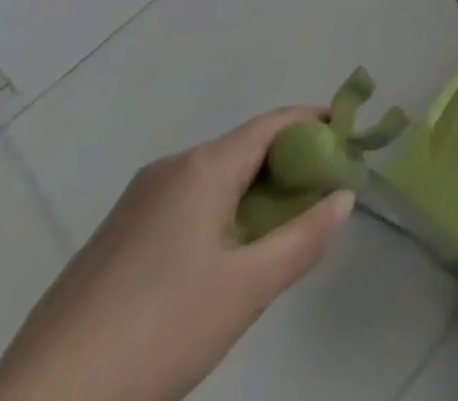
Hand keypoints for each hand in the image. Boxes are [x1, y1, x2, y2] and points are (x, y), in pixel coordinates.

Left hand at [0, 109, 353, 400]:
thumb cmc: (156, 334)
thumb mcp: (247, 289)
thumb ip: (305, 237)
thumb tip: (345, 197)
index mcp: (202, 167)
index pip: (277, 123)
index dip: (319, 124)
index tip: (351, 142)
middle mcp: (167, 172)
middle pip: (245, 150)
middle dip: (288, 168)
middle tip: (319, 200)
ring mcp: (130, 210)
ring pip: (212, 183)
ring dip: (252, 198)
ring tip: (274, 241)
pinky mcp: (107, 248)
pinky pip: (181, 210)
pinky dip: (215, 219)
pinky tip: (215, 271)